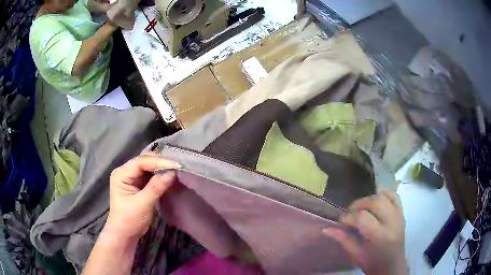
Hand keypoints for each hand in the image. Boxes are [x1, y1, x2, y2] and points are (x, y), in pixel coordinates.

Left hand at [105, 154, 180, 241]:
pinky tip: (170, 175)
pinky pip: (151, 176)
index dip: (158, 162)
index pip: (141, 162)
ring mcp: (132, 178)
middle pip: (144, 162)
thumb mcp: (143, 204)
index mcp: (121, 174)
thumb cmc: (130, 220)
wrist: (125, 234)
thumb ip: (156, 187)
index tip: (175, 165)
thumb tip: (172, 172)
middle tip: (178, 165)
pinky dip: (160, 175)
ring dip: (161, 168)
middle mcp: (126, 172)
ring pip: (148, 167)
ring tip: (176, 168)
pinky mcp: (139, 184)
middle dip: (161, 163)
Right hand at [323, 191, 406, 274]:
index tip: (341, 221)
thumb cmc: (372, 263)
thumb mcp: (355, 254)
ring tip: (362, 206)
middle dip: (359, 204)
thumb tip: (326, 229)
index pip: (362, 217)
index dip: (348, 217)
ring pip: (385, 197)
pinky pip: (395, 197)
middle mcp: (391, 222)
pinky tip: (377, 196)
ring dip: (370, 198)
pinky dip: (386, 193)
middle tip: (350, 211)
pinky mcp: (402, 214)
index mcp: (379, 236)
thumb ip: (342, 239)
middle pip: (375, 202)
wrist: (392, 266)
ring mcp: (398, 216)